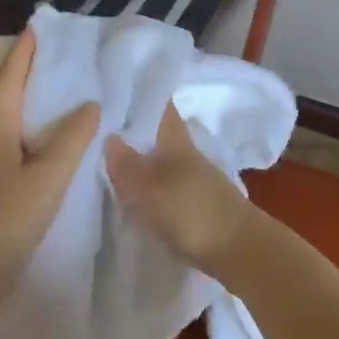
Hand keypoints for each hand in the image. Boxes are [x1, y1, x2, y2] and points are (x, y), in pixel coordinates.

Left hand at [0, 31, 99, 284]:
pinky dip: (14, 124)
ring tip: (43, 93)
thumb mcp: (50, 176)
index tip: (38, 27)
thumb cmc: (10, 217)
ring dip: (14, 98)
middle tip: (46, 58)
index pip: (9, 76)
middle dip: (18, 71)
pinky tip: (31, 138)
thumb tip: (90, 104)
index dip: (24, 51)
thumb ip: (72, 138)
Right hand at [105, 104, 252, 272]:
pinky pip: (167, 185)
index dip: (141, 93)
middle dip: (134, 128)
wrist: (241, 251)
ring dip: (141, 158)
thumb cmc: (192, 213)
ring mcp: (196, 180)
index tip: (114, 87)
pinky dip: (150, 184)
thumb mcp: (150, 189)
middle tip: (98, 126)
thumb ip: (127, 166)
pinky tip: (133, 194)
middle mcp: (188, 155)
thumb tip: (109, 137)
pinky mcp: (198, 205)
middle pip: (158, 133)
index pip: (160, 106)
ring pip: (162, 160)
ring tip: (107, 161)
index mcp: (177, 141)